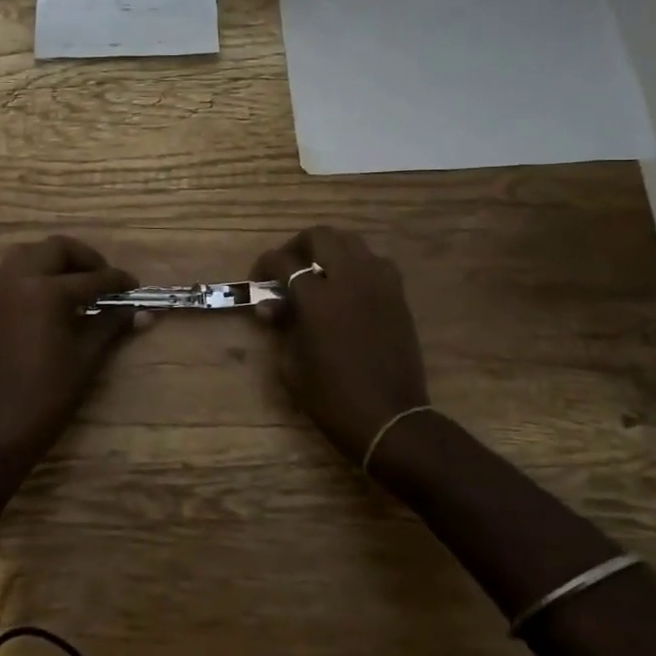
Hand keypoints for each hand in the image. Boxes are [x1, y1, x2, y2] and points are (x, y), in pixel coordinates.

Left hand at [0, 236, 138, 458]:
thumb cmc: (49, 393)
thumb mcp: (87, 356)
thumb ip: (112, 325)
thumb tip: (144, 312)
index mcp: (45, 291)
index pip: (91, 278)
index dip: (116, 282)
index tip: (134, 287)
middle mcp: (18, 278)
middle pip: (57, 249)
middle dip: (85, 260)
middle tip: (104, 280)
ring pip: (30, 253)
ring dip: (56, 260)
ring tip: (77, 283)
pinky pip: (12, 271)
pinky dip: (34, 272)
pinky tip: (51, 297)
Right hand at [252, 227, 431, 466]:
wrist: (390, 419)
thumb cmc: (332, 398)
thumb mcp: (291, 365)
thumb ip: (282, 326)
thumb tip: (272, 306)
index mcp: (318, 298)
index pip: (284, 262)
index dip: (265, 264)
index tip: (258, 278)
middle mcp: (349, 280)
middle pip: (322, 236)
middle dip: (298, 246)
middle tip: (288, 267)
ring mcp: (378, 285)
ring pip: (352, 242)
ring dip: (330, 250)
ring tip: (319, 272)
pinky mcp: (397, 296)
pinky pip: (376, 263)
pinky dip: (358, 265)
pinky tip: (348, 287)